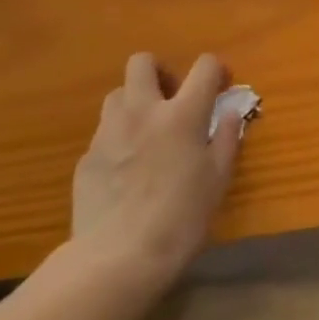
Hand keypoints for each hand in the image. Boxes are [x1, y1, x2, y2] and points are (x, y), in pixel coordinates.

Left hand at [64, 52, 244, 295]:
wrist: (119, 257)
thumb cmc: (181, 218)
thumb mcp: (218, 179)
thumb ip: (227, 138)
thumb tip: (231, 111)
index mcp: (181, 114)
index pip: (204, 67)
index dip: (217, 70)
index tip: (222, 87)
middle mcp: (142, 112)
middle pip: (142, 62)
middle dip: (161, 72)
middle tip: (174, 100)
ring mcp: (108, 132)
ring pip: (118, 94)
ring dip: (136, 102)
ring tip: (149, 132)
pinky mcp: (87, 157)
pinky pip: (105, 132)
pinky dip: (120, 137)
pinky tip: (128, 169)